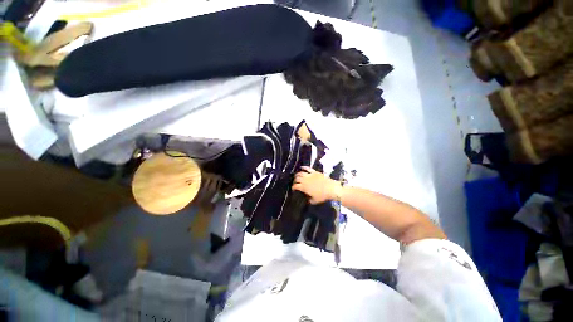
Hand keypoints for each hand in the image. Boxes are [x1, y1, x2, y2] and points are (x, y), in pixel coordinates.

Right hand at [292, 166, 341, 203]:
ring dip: (297, 174)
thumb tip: (307, 199)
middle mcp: (305, 180)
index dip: (293, 187)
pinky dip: (303, 167)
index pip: (295, 186)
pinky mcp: (314, 172)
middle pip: (296, 178)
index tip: (293, 189)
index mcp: (304, 187)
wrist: (331, 189)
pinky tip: (301, 167)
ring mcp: (309, 175)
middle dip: (294, 181)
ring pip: (300, 173)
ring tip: (296, 176)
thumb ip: (309, 200)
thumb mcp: (314, 201)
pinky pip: (307, 168)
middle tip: (295, 182)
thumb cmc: (323, 196)